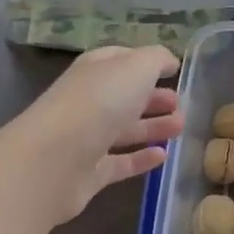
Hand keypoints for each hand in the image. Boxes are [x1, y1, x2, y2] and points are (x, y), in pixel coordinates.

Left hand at [0, 45, 183, 228]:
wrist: (52, 161)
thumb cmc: (98, 103)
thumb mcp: (135, 68)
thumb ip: (156, 60)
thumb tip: (169, 62)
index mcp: (95, 70)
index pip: (122, 60)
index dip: (146, 63)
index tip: (174, 71)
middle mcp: (88, 101)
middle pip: (124, 97)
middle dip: (153, 98)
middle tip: (181, 104)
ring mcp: (86, 138)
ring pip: (124, 129)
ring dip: (152, 127)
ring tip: (181, 127)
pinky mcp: (89, 173)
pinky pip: (119, 163)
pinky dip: (141, 159)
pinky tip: (163, 157)